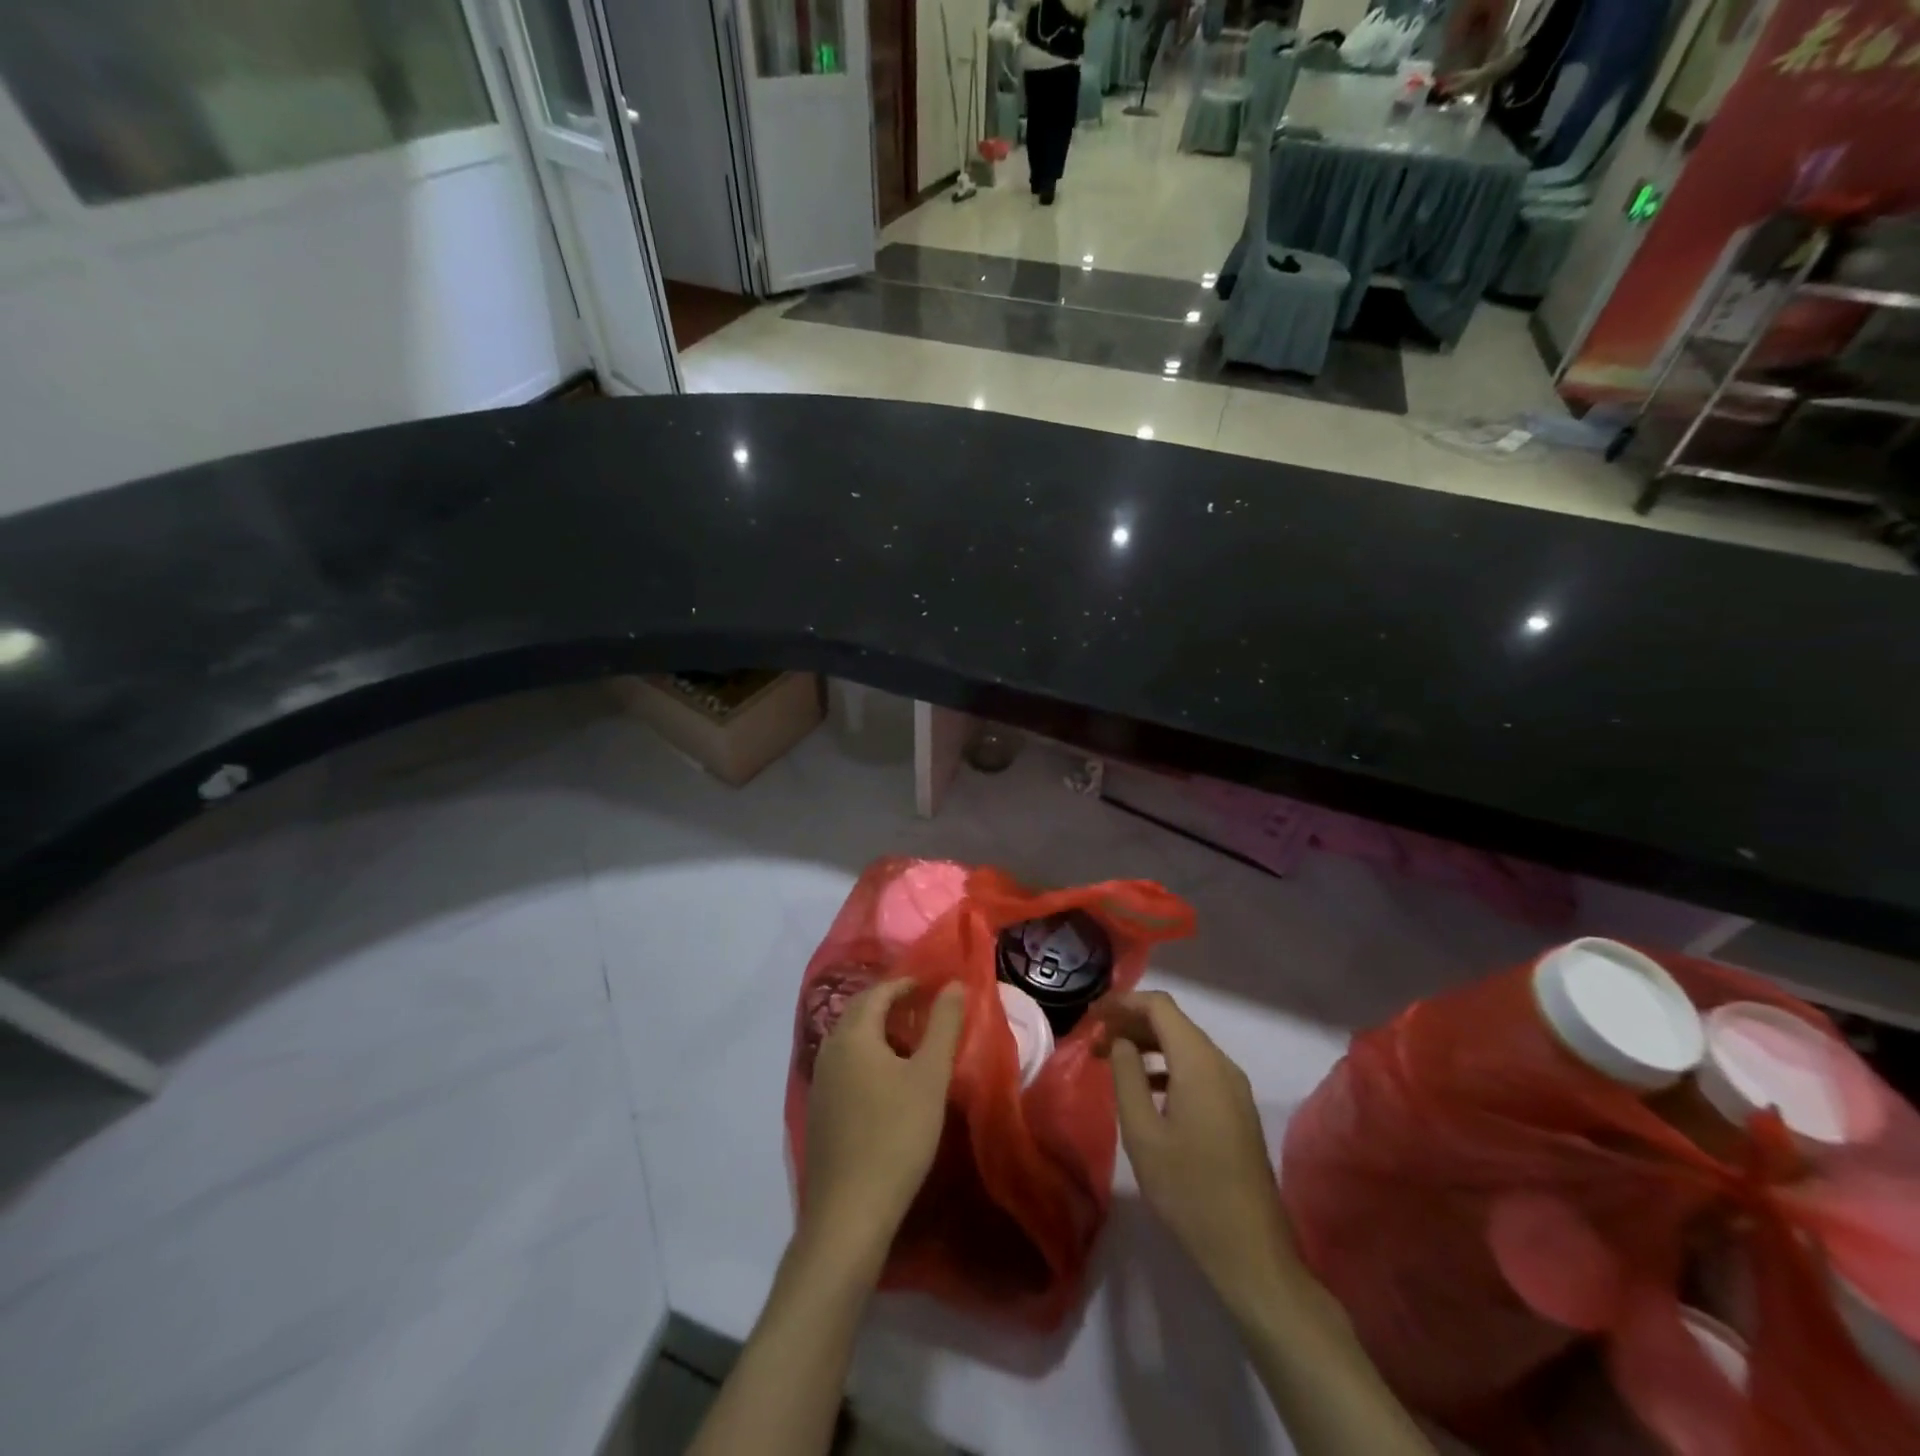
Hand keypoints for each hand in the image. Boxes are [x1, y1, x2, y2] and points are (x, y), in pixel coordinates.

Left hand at [801, 980, 963, 1265]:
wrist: (849, 1212)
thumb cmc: (896, 1135)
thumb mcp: (930, 1077)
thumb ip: (943, 1026)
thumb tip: (954, 984)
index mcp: (853, 1036)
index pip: (877, 993)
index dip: (904, 984)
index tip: (930, 985)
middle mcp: (829, 1050)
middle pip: (858, 1012)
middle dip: (887, 1002)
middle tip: (920, 1005)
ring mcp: (820, 1083)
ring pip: (849, 1040)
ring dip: (876, 1030)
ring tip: (908, 1039)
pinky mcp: (820, 1111)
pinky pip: (844, 1065)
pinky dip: (866, 1056)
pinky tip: (885, 1079)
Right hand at [1101, 991, 1299, 1310]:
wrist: (1250, 1251)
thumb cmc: (1188, 1190)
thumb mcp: (1143, 1133)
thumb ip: (1127, 1077)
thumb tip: (1120, 1041)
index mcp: (1199, 1063)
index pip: (1159, 1006)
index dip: (1123, 1002)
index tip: (1092, 1016)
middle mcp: (1221, 1064)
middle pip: (1172, 1023)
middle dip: (1131, 1023)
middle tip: (1095, 1041)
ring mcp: (1234, 1087)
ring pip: (1185, 1045)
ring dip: (1147, 1045)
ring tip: (1111, 1061)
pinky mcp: (1237, 1108)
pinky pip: (1197, 1069)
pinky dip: (1167, 1066)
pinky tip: (1145, 1088)